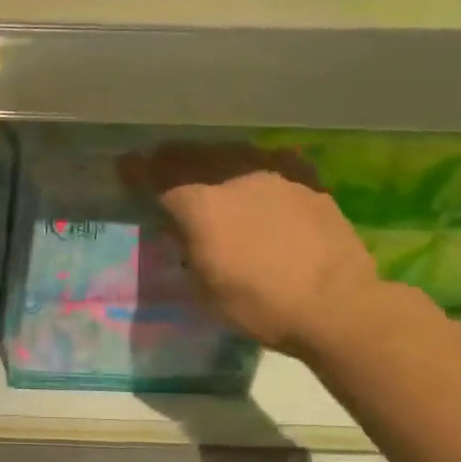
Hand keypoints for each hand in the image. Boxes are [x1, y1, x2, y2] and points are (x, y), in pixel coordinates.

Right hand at [121, 143, 381, 355]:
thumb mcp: (202, 285)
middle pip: (195, 157)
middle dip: (172, 158)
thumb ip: (186, 247)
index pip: (158, 179)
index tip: (124, 165)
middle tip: (160, 160)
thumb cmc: (259, 304)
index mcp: (201, 205)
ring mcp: (276, 177)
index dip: (137, 172)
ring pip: (234, 154)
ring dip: (213, 157)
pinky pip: (275, 162)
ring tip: (206, 162)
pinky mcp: (309, 184)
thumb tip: (180, 228)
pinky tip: (259, 172)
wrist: (336, 306)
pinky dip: (257, 164)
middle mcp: (234, 179)